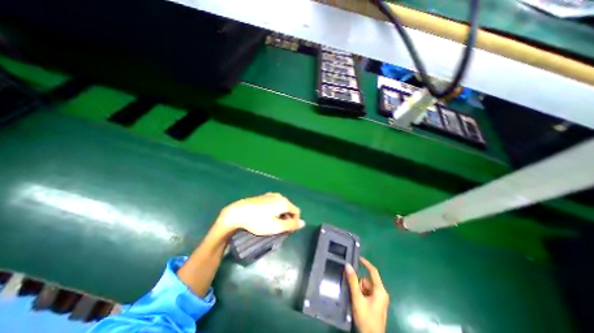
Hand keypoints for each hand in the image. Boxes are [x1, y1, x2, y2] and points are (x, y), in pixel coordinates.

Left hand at [217, 193, 303, 236]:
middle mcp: (279, 196)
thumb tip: (303, 223)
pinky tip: (265, 216)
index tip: (287, 230)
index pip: (296, 211)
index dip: (295, 221)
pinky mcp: (263, 197)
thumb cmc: (258, 221)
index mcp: (284, 202)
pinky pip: (274, 203)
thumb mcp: (276, 227)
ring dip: (280, 214)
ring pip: (281, 205)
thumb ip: (291, 225)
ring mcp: (270, 195)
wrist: (238, 212)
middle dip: (287, 218)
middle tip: (279, 228)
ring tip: (272, 223)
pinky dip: (274, 210)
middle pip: (289, 208)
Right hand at [344, 259, 390, 332]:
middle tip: (356, 294)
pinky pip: (367, 293)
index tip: (358, 258)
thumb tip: (348, 265)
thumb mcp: (357, 298)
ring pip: (366, 287)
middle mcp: (382, 293)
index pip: (373, 271)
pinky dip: (361, 295)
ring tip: (357, 301)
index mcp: (380, 290)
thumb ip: (352, 281)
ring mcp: (380, 299)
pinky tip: (359, 304)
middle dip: (359, 285)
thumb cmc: (366, 318)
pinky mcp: (377, 304)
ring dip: (359, 291)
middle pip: (367, 280)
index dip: (366, 263)